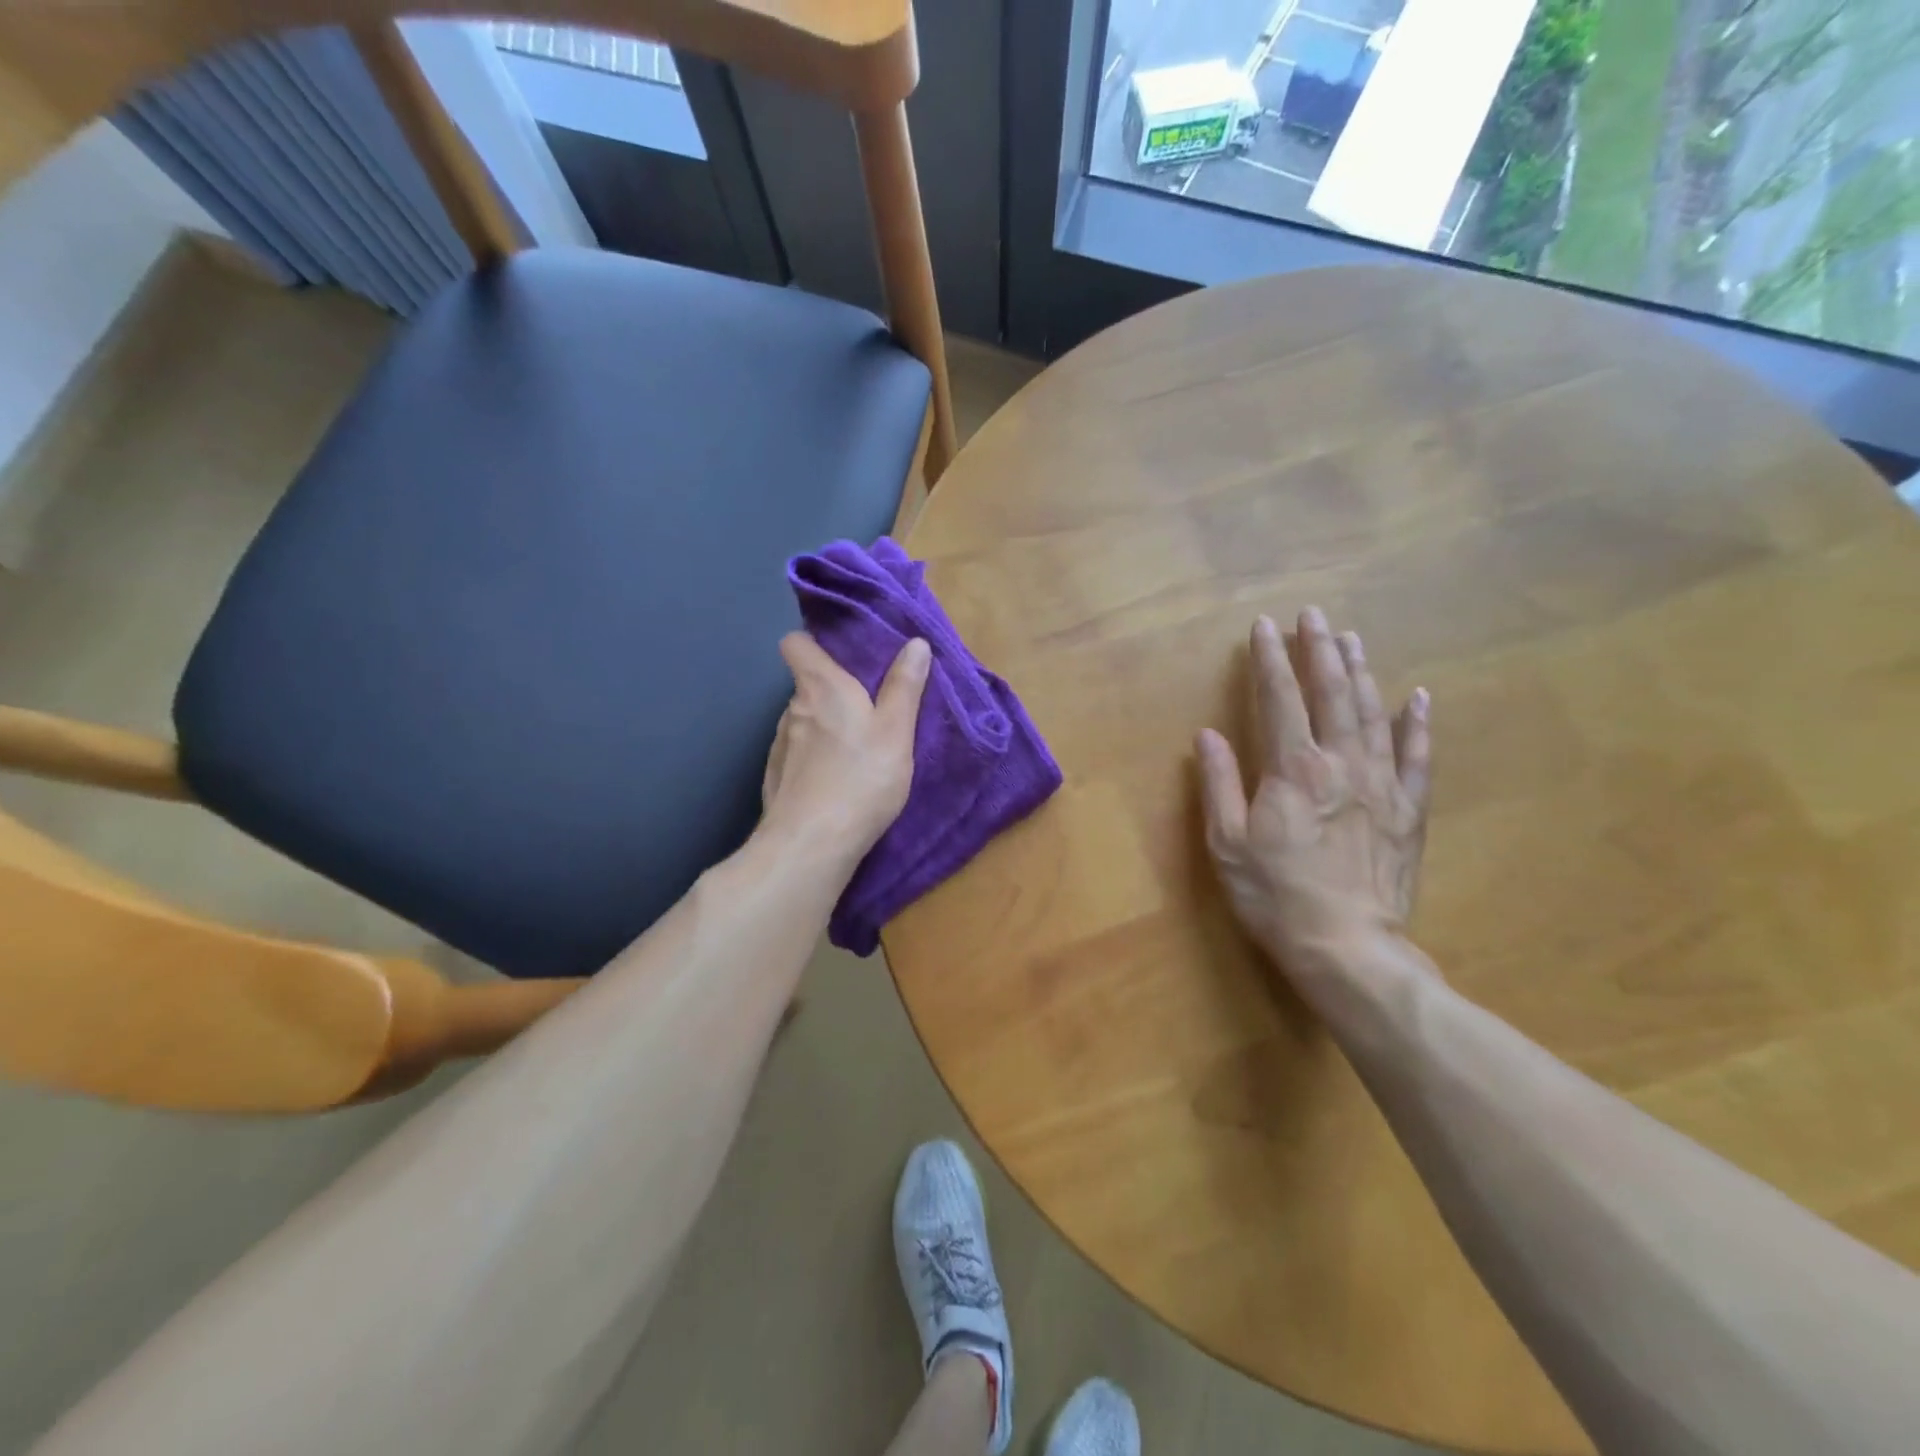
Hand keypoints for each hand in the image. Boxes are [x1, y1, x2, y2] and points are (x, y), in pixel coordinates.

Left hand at [761, 633, 930, 864]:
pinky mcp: (775, 778)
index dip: (813, 643)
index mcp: (821, 687)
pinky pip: (797, 755)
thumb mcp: (896, 730)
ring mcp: (779, 745)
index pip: (795, 643)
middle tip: (867, 711)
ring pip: (803, 723)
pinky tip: (834, 783)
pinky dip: (814, 760)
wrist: (811, 844)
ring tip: (854, 752)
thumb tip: (915, 643)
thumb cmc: (861, 778)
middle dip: (832, 692)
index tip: (840, 656)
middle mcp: (792, 709)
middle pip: (806, 686)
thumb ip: (904, 686)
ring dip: (824, 728)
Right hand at [1196, 609, 1432, 988]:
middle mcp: (1341, 764)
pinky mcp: (1407, 811)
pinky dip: (1417, 724)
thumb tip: (1207, 735)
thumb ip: (1218, 783)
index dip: (1269, 660)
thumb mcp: (1226, 843)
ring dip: (1360, 672)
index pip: (1279, 700)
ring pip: (1372, 714)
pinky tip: (1417, 697)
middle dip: (1319, 650)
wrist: (1346, 946)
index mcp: (1294, 770)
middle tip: (1313, 614)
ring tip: (1351, 638)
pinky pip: (1417, 757)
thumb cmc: (1274, 894)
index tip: (1263, 627)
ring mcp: (1381, 784)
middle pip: (1331, 694)